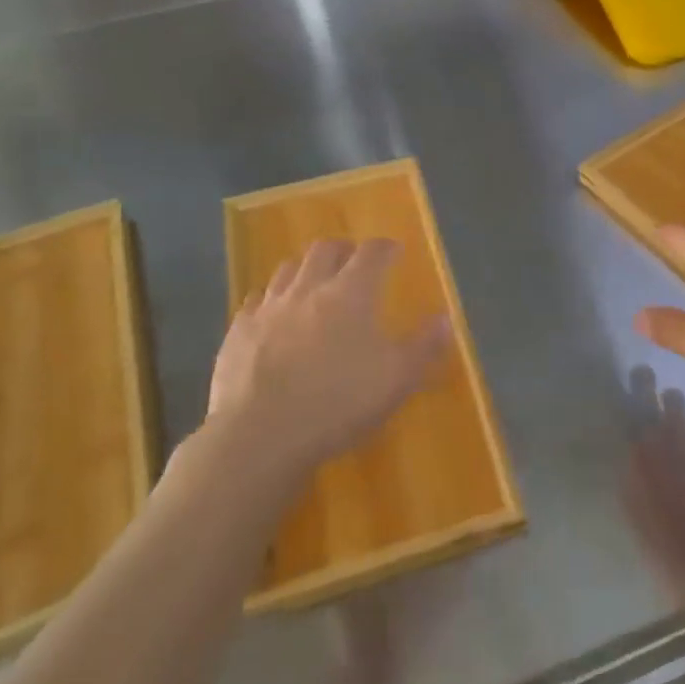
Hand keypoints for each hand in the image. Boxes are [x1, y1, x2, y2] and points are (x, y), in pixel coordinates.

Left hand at [200, 239, 449, 484]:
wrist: (259, 435)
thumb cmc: (338, 403)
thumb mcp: (397, 379)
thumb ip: (424, 346)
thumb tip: (446, 318)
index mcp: (350, 293)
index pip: (371, 253)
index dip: (385, 248)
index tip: (395, 250)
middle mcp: (308, 289)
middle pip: (325, 250)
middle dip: (343, 250)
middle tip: (353, 261)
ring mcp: (268, 308)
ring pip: (287, 269)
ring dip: (305, 268)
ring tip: (314, 281)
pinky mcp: (238, 331)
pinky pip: (255, 301)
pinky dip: (271, 299)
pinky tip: (273, 313)